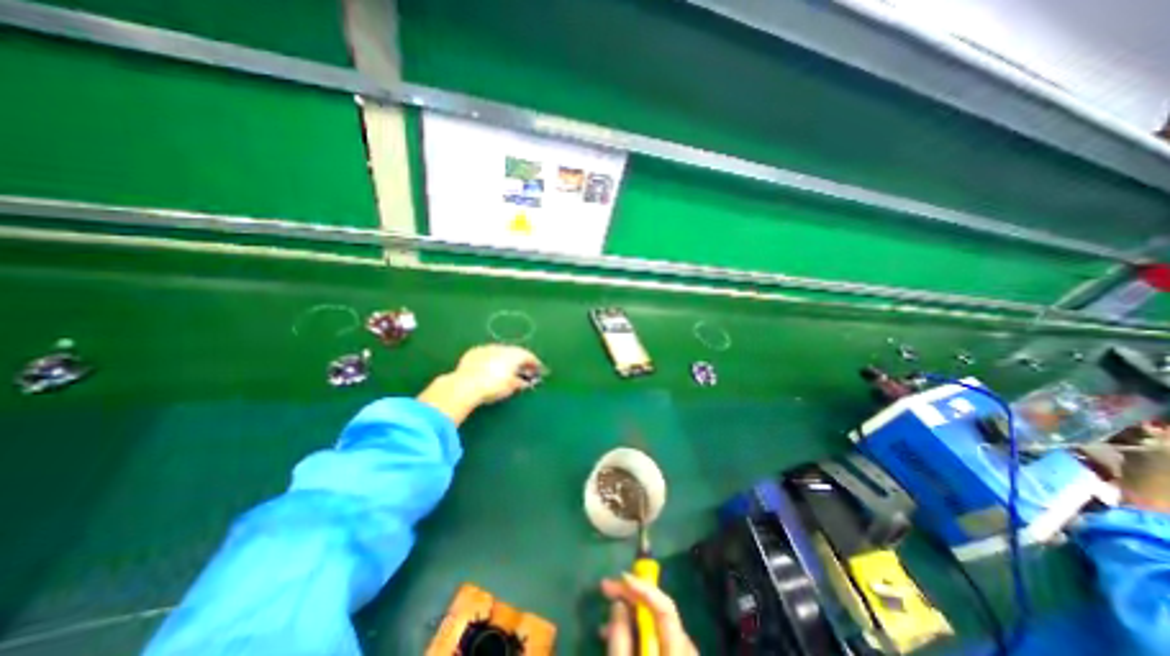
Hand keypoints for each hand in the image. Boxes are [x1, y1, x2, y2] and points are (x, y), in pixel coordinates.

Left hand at [417, 344, 540, 424]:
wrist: (465, 384)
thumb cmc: (493, 386)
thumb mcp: (511, 387)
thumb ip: (521, 383)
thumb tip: (526, 382)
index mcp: (515, 354)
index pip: (529, 356)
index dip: (535, 364)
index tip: (539, 371)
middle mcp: (503, 347)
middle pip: (515, 353)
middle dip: (520, 361)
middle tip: (524, 371)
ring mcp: (487, 348)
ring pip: (501, 352)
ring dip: (506, 360)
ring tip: (507, 371)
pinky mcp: (474, 352)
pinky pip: (488, 355)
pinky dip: (492, 361)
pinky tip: (490, 369)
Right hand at [604, 575, 692, 655]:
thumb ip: (620, 638)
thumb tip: (618, 603)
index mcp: (678, 651)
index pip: (665, 608)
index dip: (643, 588)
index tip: (621, 576)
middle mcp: (686, 651)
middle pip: (661, 611)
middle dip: (632, 597)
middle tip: (607, 588)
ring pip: (657, 626)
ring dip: (632, 616)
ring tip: (606, 622)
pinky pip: (658, 640)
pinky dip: (639, 633)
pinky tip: (620, 637)